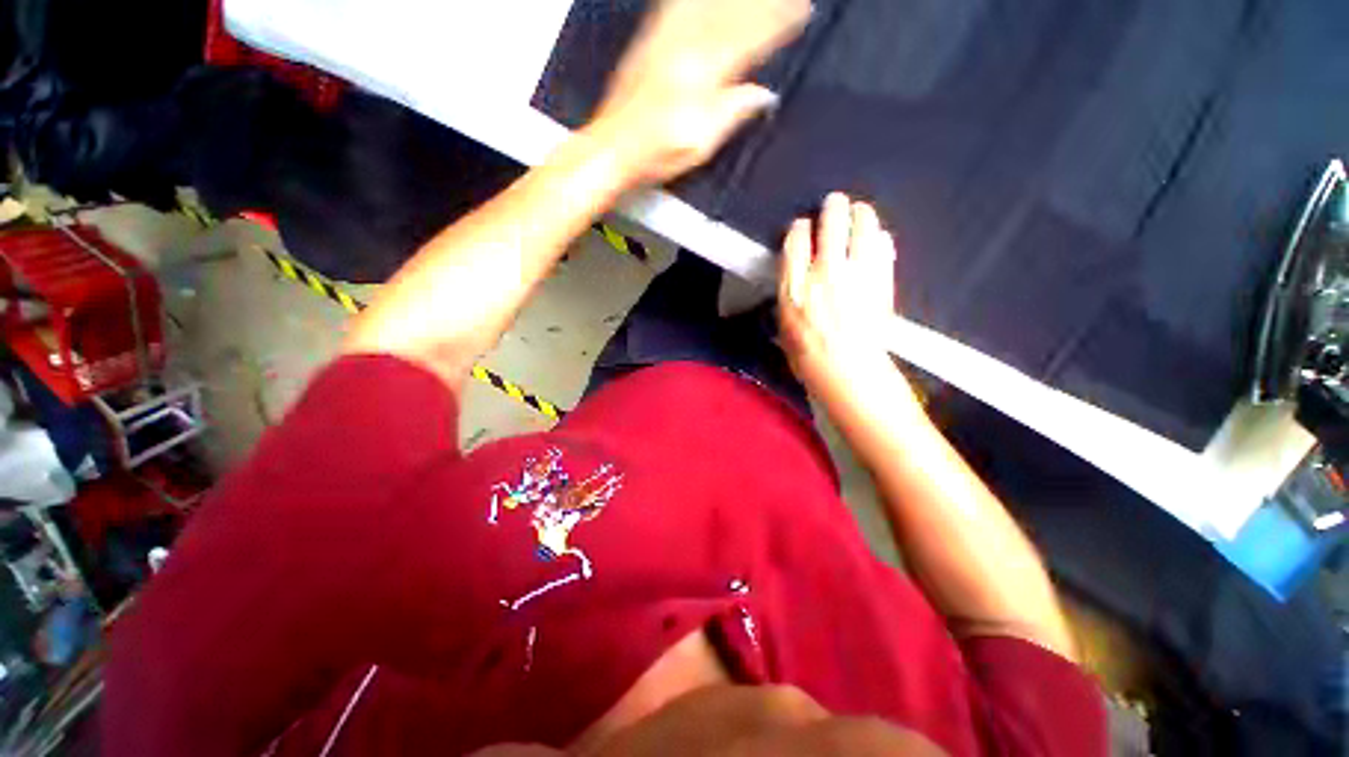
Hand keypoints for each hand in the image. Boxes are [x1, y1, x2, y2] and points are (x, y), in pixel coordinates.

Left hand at [587, 0, 810, 184]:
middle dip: (765, 2)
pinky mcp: (649, 41)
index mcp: (705, 72)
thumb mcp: (702, 142)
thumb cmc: (658, 153)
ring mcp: (665, 39)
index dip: (780, 23)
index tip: (804, 10)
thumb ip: (734, 112)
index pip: (752, 38)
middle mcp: (687, 45)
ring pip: (707, 2)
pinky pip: (677, 5)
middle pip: (733, 11)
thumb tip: (764, 95)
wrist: (613, 148)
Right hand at [778, 193, 900, 395]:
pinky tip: (877, 238)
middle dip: (832, 208)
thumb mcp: (784, 326)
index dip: (799, 227)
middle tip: (834, 203)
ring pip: (861, 226)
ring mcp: (857, 272)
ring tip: (859, 211)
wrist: (847, 370)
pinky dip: (880, 239)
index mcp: (795, 285)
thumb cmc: (807, 355)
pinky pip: (883, 247)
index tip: (802, 226)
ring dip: (859, 214)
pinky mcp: (881, 278)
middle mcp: (824, 271)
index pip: (796, 240)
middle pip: (830, 222)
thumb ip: (790, 295)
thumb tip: (797, 276)